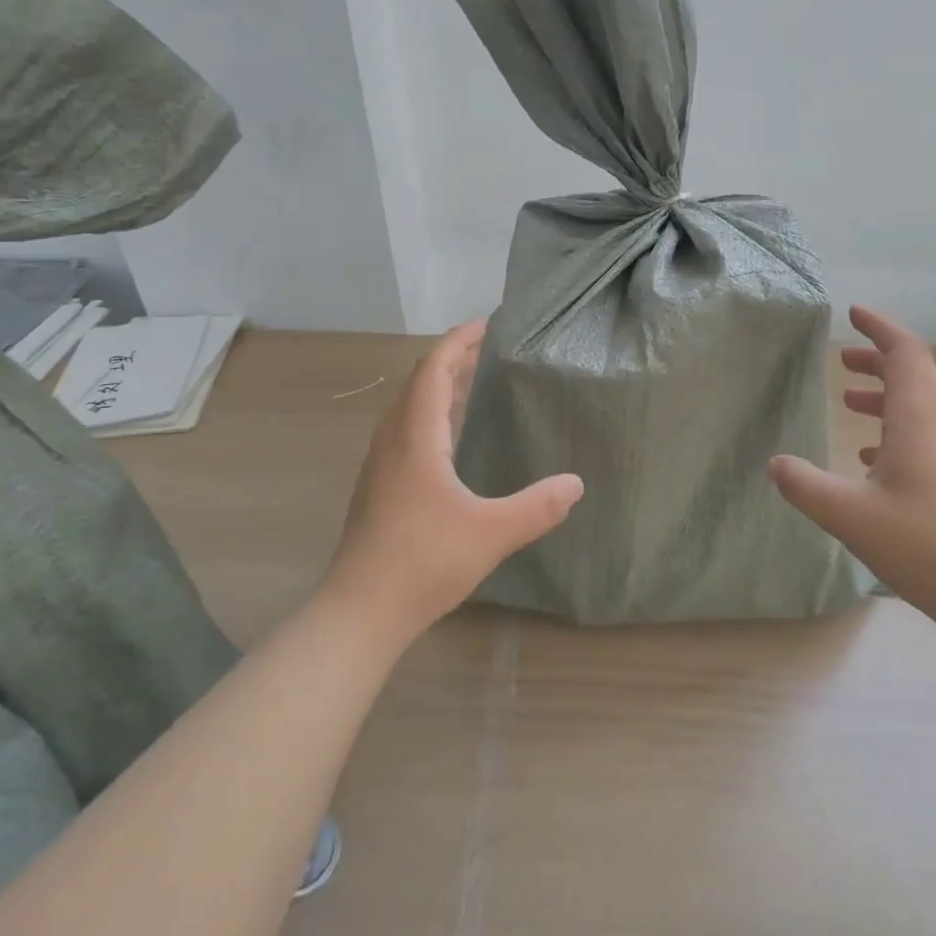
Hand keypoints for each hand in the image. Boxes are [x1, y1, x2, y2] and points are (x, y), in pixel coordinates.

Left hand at [320, 319, 583, 643]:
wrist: (359, 611)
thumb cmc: (423, 562)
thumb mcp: (491, 533)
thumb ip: (537, 506)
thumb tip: (576, 483)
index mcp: (416, 436)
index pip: (434, 369)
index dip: (459, 340)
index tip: (488, 323)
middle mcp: (393, 440)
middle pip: (420, 383)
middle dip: (453, 360)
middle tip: (490, 351)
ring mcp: (381, 465)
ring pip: (410, 409)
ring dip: (439, 388)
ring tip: (474, 385)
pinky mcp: (379, 487)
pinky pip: (406, 432)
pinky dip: (431, 417)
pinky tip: (450, 440)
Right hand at [768, 305, 935, 626]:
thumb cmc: (926, 545)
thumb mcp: (849, 515)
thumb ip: (805, 485)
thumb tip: (775, 463)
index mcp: (919, 420)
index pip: (905, 354)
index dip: (880, 328)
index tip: (853, 313)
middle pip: (916, 374)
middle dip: (879, 358)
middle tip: (843, 358)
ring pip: (922, 405)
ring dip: (887, 393)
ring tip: (851, 400)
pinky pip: (926, 435)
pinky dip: (896, 428)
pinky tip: (871, 458)